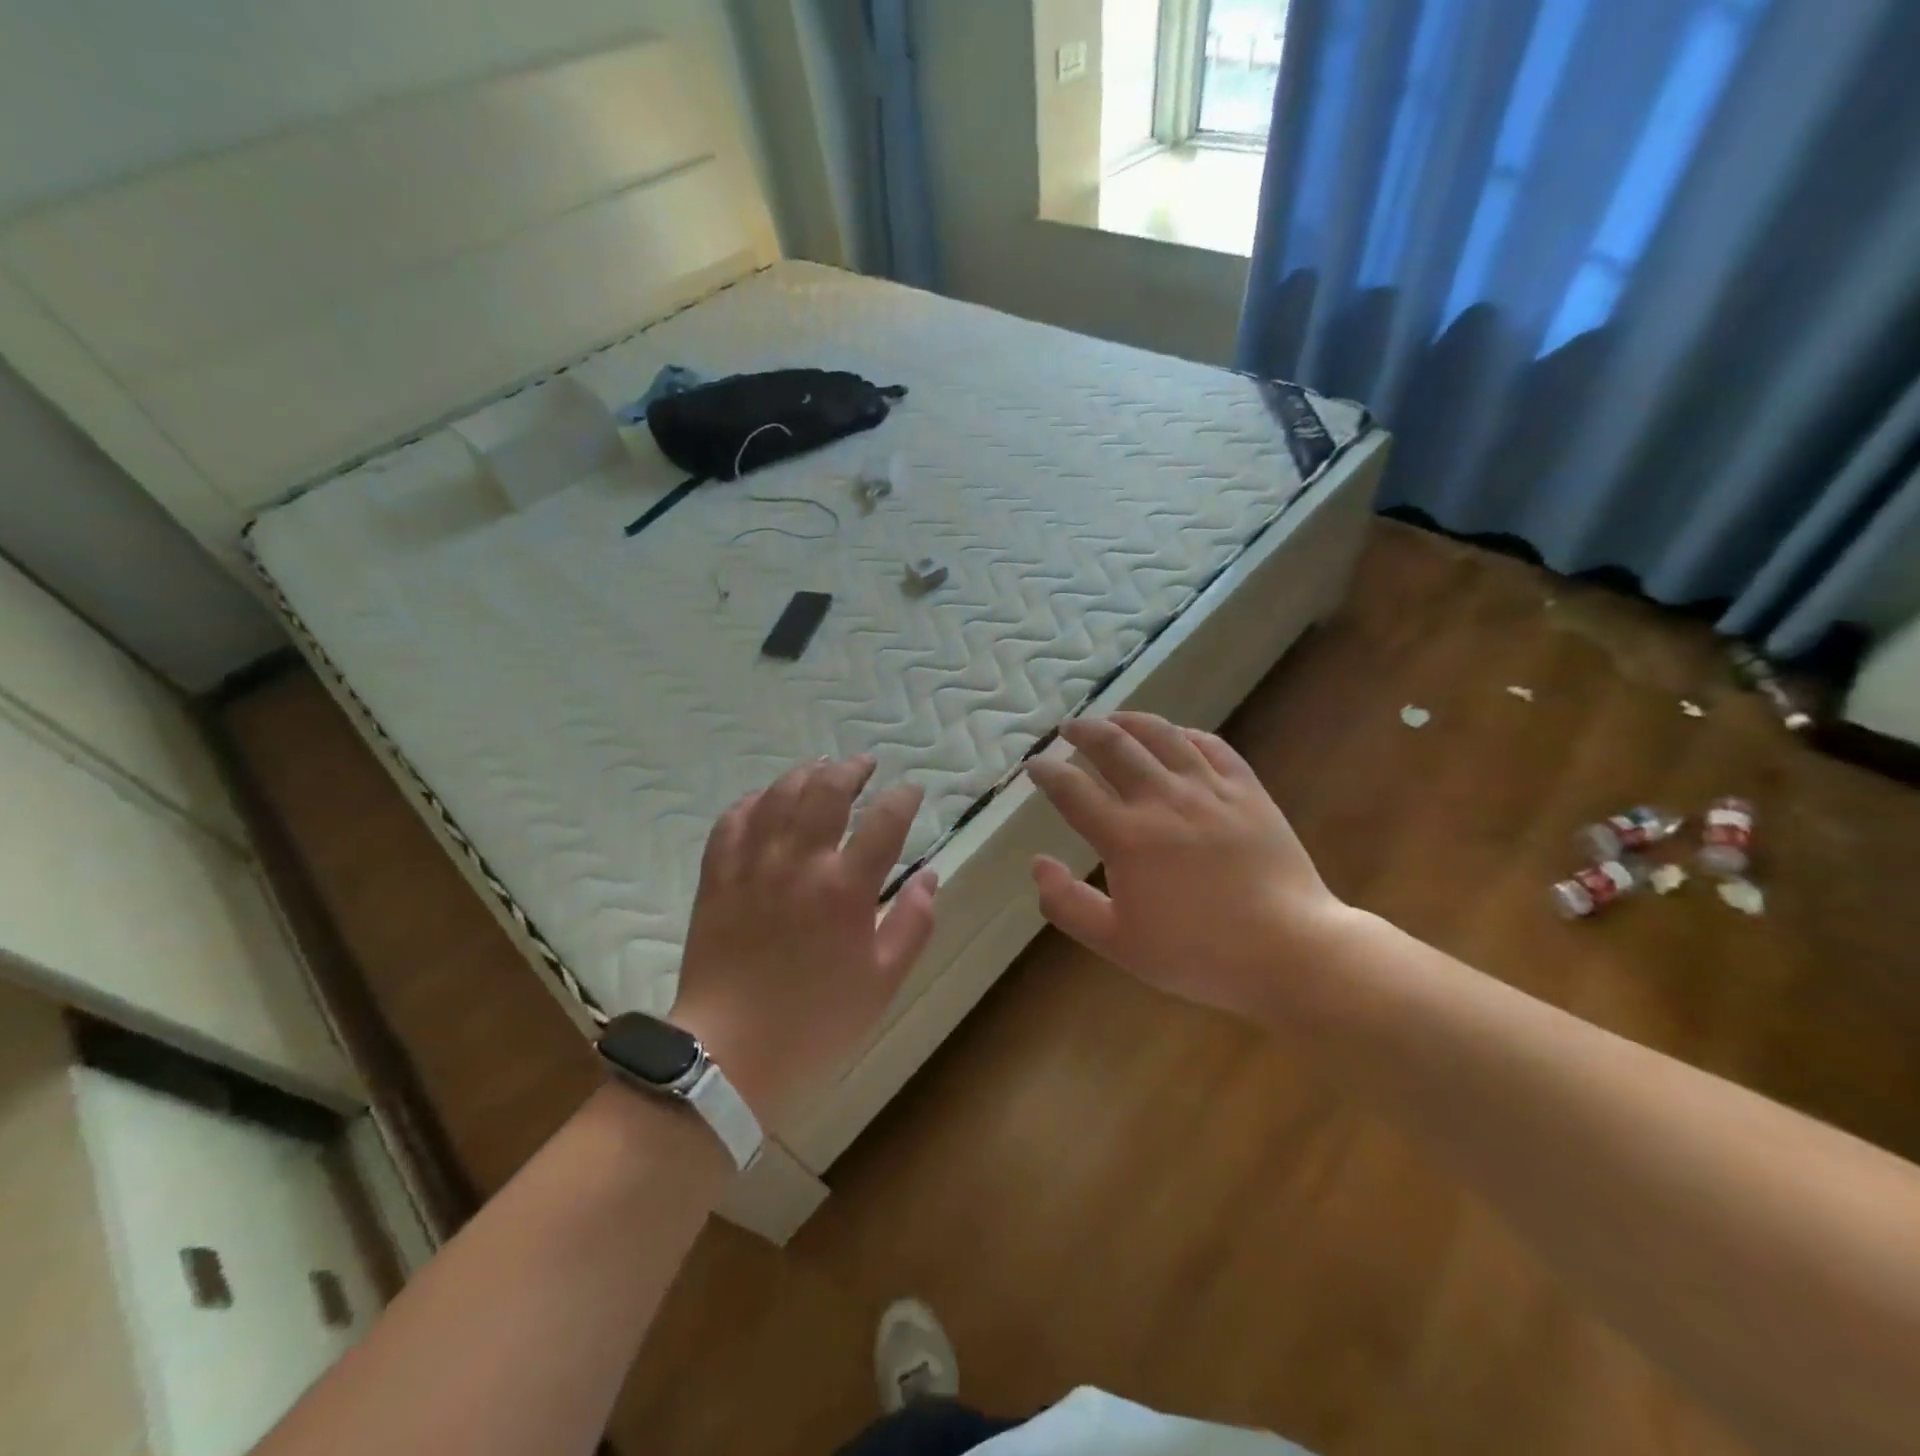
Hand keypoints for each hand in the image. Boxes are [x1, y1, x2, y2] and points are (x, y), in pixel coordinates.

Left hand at [670, 758, 937, 1122]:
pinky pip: (731, 822)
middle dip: (851, 770)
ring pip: (778, 796)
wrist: (730, 1054)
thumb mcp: (884, 981)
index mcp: (846, 889)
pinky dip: (751, 801)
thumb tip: (930, 876)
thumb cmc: (817, 1022)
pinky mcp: (718, 878)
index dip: (903, 798)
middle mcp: (800, 863)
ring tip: (820, 768)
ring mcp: (753, 866)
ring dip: (804, 774)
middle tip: (864, 765)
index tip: (912, 790)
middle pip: (827, 791)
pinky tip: (764, 798)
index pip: (884, 821)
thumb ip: (914, 923)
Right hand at [1026, 712, 1347, 1020]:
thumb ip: (1068, 904)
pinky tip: (1175, 736)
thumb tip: (1037, 863)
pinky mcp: (1247, 790)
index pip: (1072, 789)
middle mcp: (1162, 800)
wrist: (1289, 951)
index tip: (1035, 764)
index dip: (1047, 771)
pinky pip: (1211, 745)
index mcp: (1126, 837)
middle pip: (1113, 746)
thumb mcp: (1118, 943)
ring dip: (1129, 721)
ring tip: (1113, 719)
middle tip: (1068, 728)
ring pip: (1161, 735)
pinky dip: (1184, 734)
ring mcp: (1208, 789)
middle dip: (1083, 731)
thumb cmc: (1198, 954)